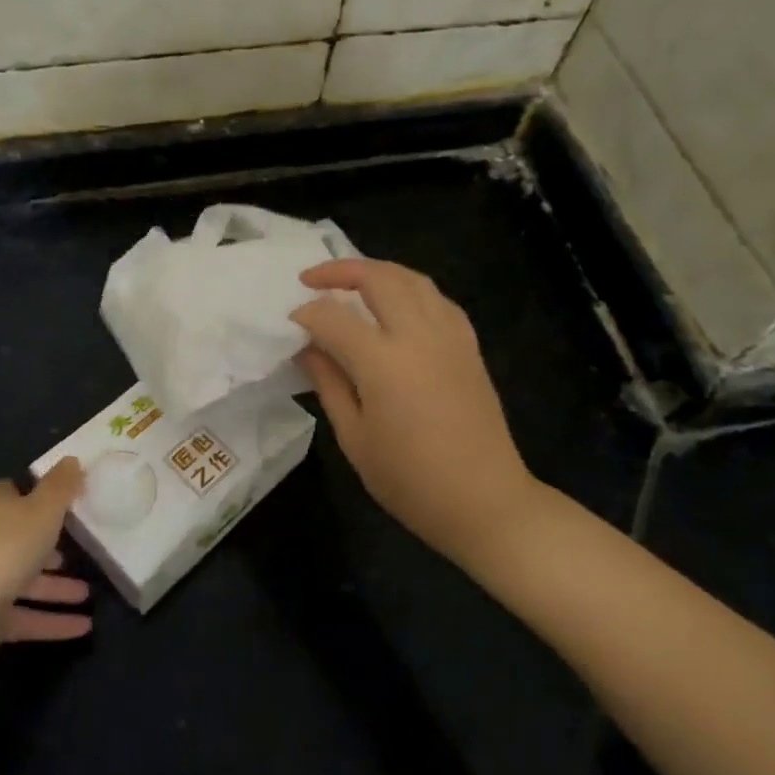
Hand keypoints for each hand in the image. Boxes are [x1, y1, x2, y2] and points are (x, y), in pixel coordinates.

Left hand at [0, 460, 93, 680]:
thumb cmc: (1, 551)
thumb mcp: (41, 511)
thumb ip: (60, 487)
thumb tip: (73, 459)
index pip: (14, 493)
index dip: (39, 494)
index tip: (69, 498)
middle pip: (23, 538)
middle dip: (51, 544)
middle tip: (85, 547)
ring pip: (27, 581)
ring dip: (58, 587)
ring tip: (89, 593)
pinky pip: (27, 618)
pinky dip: (53, 622)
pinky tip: (85, 627)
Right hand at [291, 259, 542, 566]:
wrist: (485, 502)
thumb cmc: (410, 480)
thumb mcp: (354, 438)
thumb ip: (329, 384)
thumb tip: (308, 348)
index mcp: (384, 363)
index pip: (333, 318)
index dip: (306, 315)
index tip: (289, 324)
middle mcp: (419, 336)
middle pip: (378, 279)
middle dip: (339, 271)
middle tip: (311, 279)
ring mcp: (450, 337)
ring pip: (413, 279)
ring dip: (377, 272)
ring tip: (350, 282)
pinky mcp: (469, 346)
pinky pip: (437, 299)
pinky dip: (410, 290)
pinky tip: (396, 305)